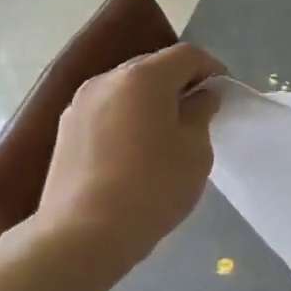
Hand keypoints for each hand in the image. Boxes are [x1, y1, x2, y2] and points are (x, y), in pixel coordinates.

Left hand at [33, 43, 226, 278]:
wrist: (82, 235)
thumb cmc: (152, 187)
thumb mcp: (195, 150)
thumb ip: (201, 113)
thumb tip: (200, 97)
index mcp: (143, 77)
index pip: (186, 55)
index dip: (212, 68)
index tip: (224, 94)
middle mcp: (107, 80)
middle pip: (153, 67)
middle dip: (180, 82)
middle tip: (199, 112)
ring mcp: (80, 104)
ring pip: (127, 88)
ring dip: (152, 100)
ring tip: (167, 133)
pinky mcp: (66, 130)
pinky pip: (107, 110)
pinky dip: (128, 117)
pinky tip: (137, 149)